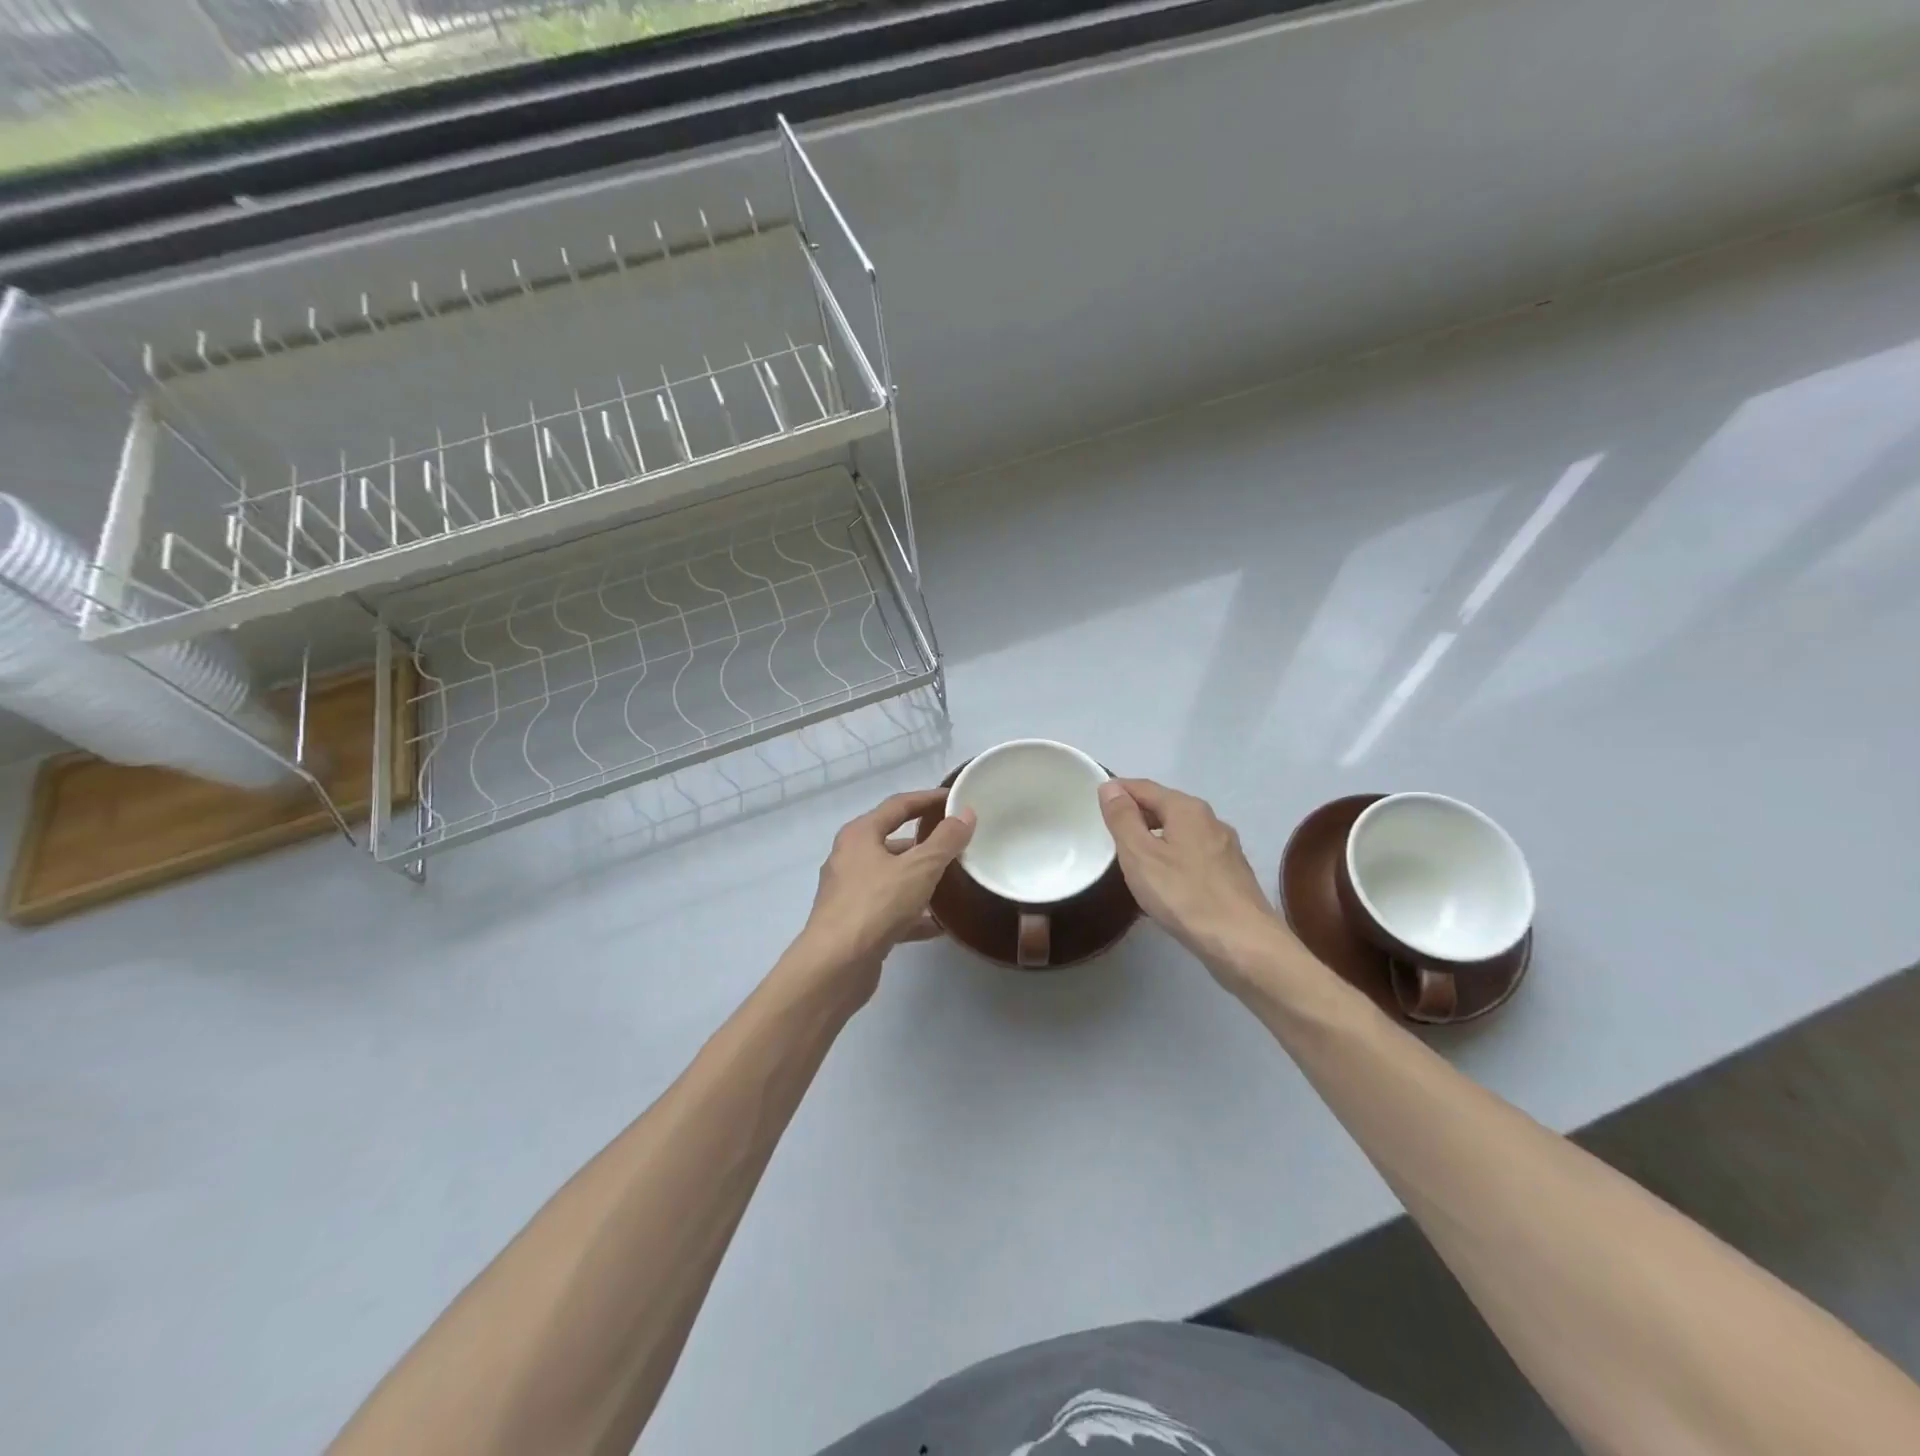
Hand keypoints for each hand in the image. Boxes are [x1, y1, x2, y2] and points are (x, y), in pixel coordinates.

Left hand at [784, 788, 975, 1005]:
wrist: (835, 966)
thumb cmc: (876, 905)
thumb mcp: (919, 868)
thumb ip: (945, 841)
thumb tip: (965, 813)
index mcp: (859, 835)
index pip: (898, 805)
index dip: (927, 798)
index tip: (954, 798)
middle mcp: (850, 858)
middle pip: (893, 841)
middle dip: (925, 843)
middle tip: (957, 843)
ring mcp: (849, 893)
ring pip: (892, 878)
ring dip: (920, 879)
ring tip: (954, 882)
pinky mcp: (855, 924)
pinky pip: (890, 910)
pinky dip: (912, 913)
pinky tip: (939, 925)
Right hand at [1098, 778, 1293, 989]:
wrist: (1243, 943)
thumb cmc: (1184, 895)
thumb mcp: (1140, 854)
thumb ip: (1123, 818)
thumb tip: (1110, 787)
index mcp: (1187, 809)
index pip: (1144, 787)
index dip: (1118, 791)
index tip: (1095, 802)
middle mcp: (1211, 820)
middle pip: (1166, 806)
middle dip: (1137, 814)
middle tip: (1110, 832)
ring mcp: (1226, 847)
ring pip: (1181, 831)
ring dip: (1156, 836)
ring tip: (1134, 856)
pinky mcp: (1233, 874)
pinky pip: (1194, 853)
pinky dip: (1174, 856)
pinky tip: (1166, 879)